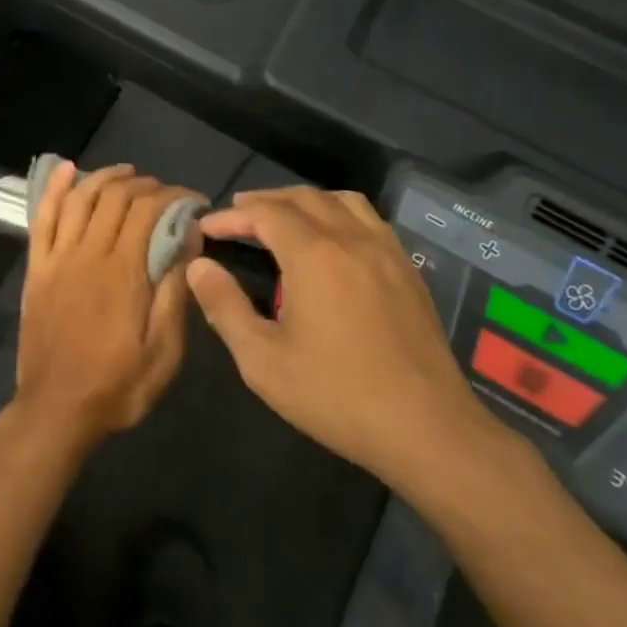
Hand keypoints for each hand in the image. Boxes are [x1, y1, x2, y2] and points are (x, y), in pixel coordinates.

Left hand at [16, 163, 201, 453]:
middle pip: (115, 198)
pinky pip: (43, 219)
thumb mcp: (164, 352)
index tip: (193, 200)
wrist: (56, 409)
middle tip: (164, 191)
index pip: (148, 211)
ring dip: (105, 177)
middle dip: (144, 184)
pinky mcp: (37, 268)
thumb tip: (189, 241)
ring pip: (80, 199)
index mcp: (123, 272)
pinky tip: (66, 169)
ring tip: (127, 172)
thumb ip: (176, 293)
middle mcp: (89, 254)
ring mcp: (58, 259)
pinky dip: (55, 190)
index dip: (173, 196)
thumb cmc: (118, 385)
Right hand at [186, 187, 505, 503]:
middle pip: (302, 197)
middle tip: (237, 217)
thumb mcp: (262, 360)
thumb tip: (199, 267)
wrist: (428, 429)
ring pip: (341, 201)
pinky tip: (333, 243)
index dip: (230, 216)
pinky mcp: (409, 271)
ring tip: (282, 219)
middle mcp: (351, 239)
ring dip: (305, 201)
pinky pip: (369, 220)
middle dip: (264, 201)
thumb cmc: (336, 395)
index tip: (205, 229)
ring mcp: (387, 252)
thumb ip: (224, 307)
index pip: (264, 213)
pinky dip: (340, 214)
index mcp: (314, 255)